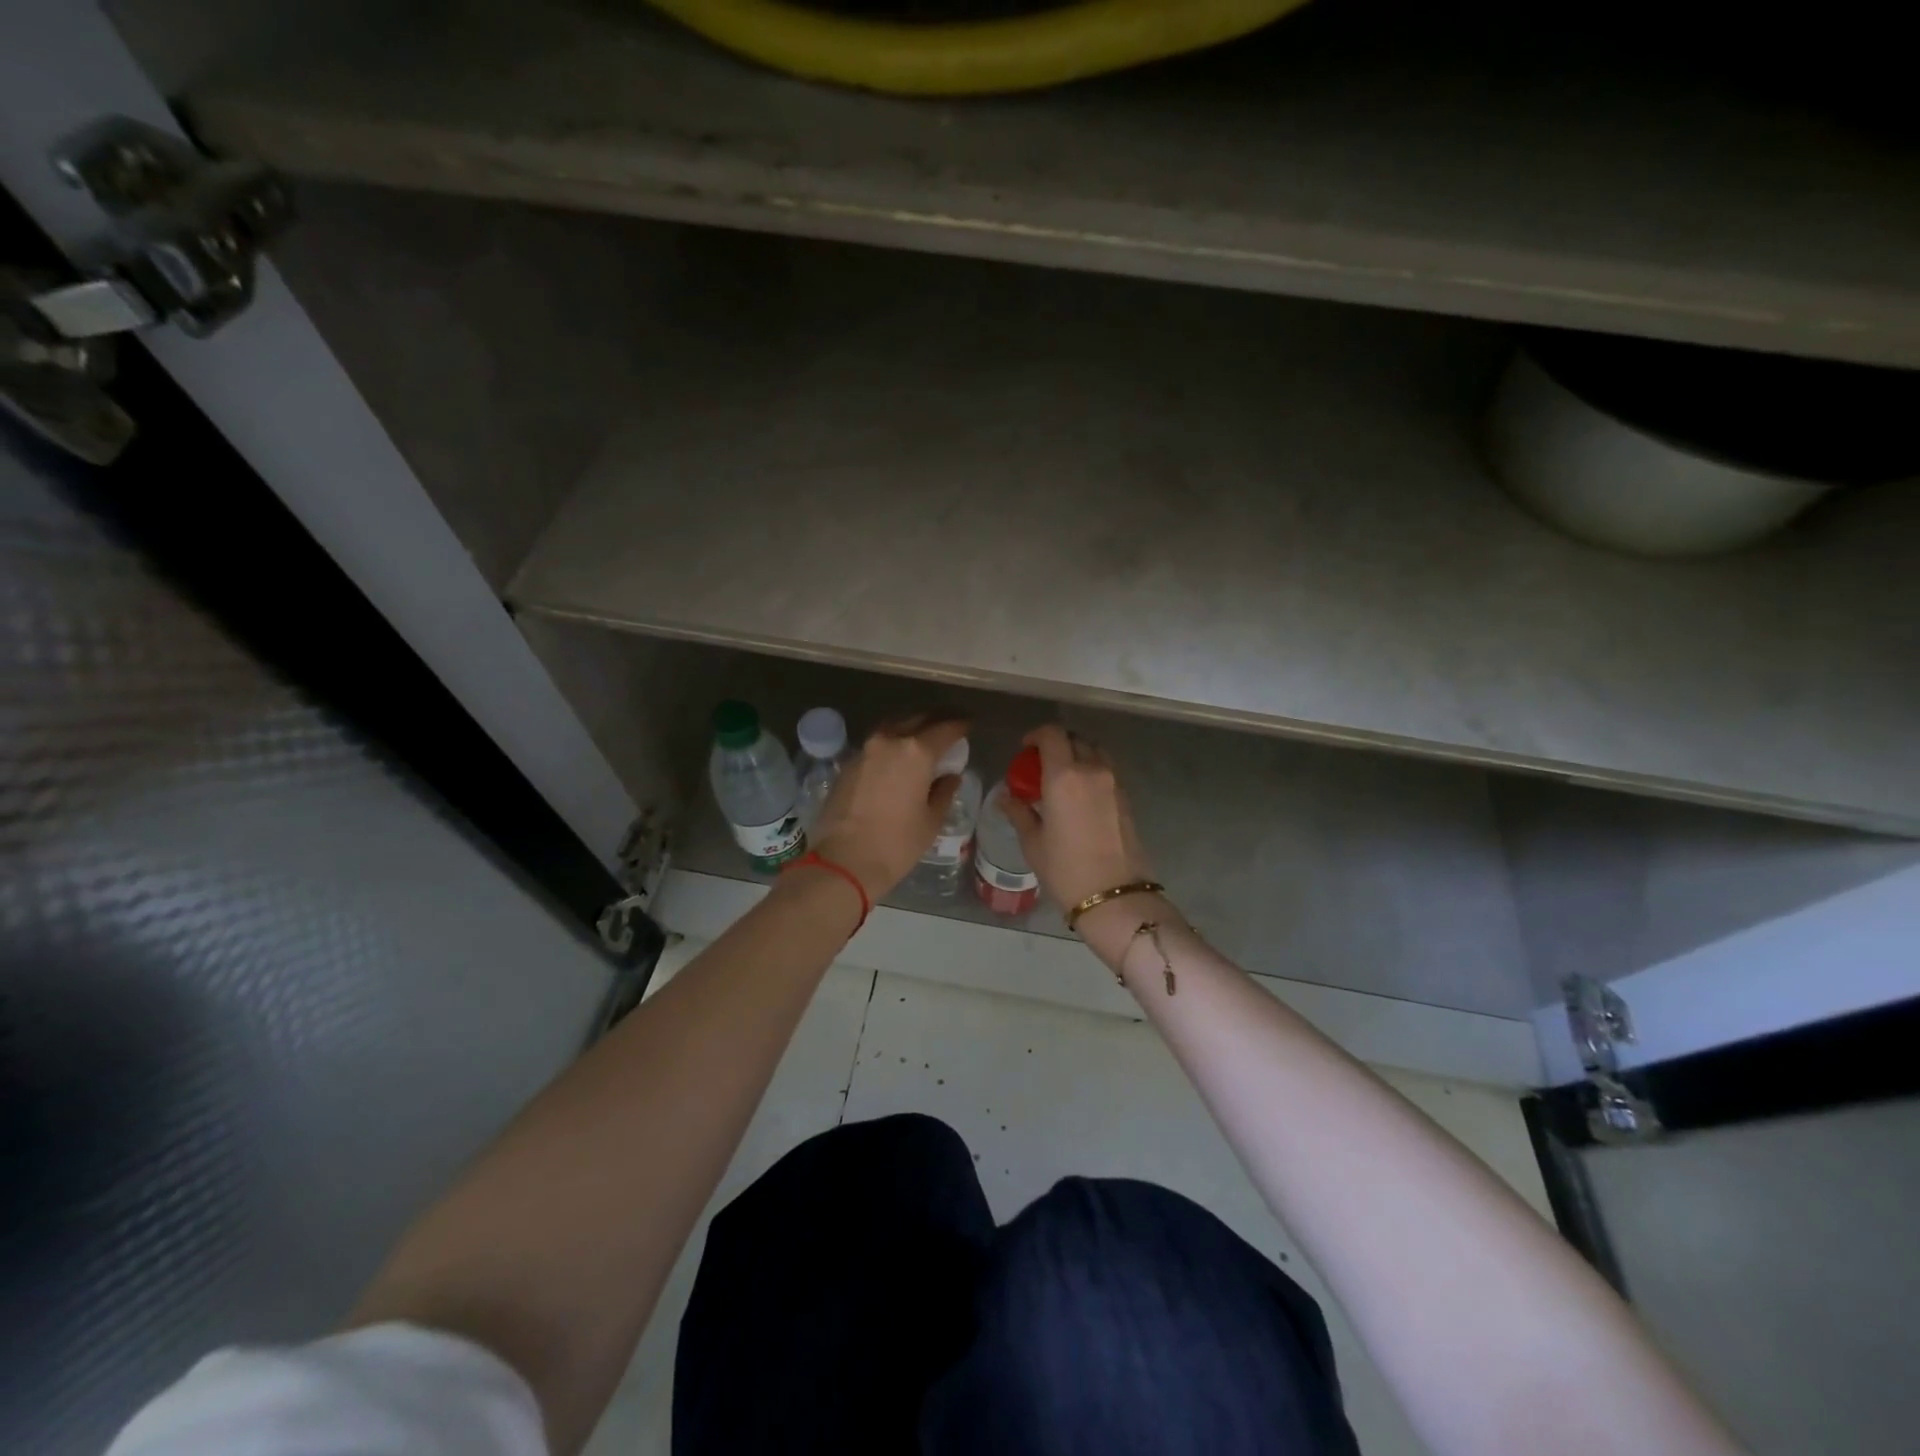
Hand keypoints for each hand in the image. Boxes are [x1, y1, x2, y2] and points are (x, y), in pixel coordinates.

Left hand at [808, 714, 968, 900]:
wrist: (843, 861)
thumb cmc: (896, 844)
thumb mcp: (931, 821)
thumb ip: (944, 791)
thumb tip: (949, 776)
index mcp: (916, 752)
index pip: (946, 728)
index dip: (961, 726)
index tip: (969, 726)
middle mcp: (890, 741)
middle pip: (918, 719)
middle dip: (936, 720)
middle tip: (950, 726)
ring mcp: (865, 750)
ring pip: (894, 727)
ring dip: (911, 728)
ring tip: (924, 738)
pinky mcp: (848, 764)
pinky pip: (877, 744)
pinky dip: (892, 744)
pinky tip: (898, 758)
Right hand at [1001, 725, 1155, 918]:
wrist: (1114, 895)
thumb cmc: (1065, 870)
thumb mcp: (1033, 842)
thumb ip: (1018, 812)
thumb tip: (1005, 796)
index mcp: (1064, 776)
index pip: (1052, 735)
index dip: (1036, 735)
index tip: (1025, 748)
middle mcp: (1092, 770)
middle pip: (1075, 739)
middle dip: (1056, 745)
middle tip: (1041, 766)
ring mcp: (1113, 783)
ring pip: (1094, 752)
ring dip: (1077, 756)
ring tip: (1062, 779)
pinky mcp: (1126, 798)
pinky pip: (1106, 771)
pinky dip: (1091, 771)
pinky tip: (1079, 797)